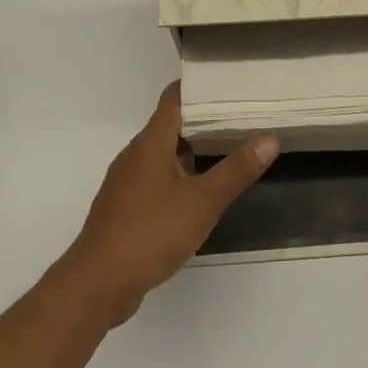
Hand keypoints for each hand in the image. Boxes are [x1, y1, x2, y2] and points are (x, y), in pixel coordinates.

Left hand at [61, 83, 278, 324]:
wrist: (98, 283)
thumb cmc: (151, 232)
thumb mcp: (203, 202)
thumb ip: (236, 170)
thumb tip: (269, 138)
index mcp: (151, 142)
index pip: (174, 98)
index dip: (200, 87)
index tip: (229, 84)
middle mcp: (136, 154)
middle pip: (171, 124)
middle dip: (204, 120)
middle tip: (242, 118)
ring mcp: (127, 181)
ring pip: (164, 153)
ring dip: (193, 150)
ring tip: (229, 150)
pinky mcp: (125, 207)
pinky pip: (156, 178)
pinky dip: (179, 175)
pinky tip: (200, 192)